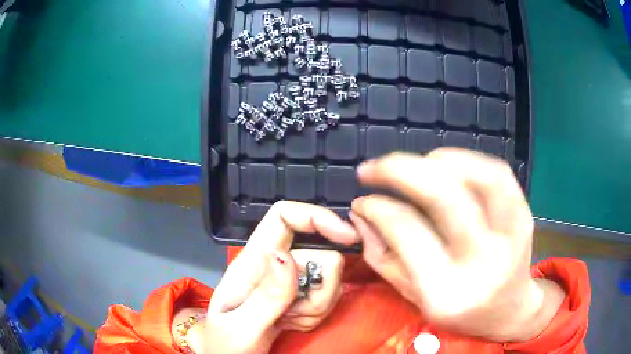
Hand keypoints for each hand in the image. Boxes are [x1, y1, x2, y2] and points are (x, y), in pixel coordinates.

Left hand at [200, 201, 355, 353]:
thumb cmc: (227, 345)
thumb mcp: (242, 326)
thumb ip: (267, 295)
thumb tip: (284, 254)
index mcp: (251, 262)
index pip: (283, 216)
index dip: (317, 217)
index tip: (347, 237)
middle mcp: (273, 264)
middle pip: (319, 251)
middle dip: (321, 287)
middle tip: (295, 314)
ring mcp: (289, 281)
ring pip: (328, 277)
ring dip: (316, 306)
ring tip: (288, 322)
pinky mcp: (300, 297)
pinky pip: (327, 297)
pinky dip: (316, 315)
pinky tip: (293, 325)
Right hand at [350, 148, 565, 341]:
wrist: (507, 311)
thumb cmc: (457, 312)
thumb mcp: (412, 297)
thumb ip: (382, 256)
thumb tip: (361, 213)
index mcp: (446, 291)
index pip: (407, 231)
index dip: (377, 207)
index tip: (361, 199)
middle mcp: (482, 262)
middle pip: (445, 197)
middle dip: (399, 170)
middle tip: (373, 168)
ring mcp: (510, 236)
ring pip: (480, 176)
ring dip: (438, 160)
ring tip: (415, 165)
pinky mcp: (524, 217)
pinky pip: (499, 173)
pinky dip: (468, 160)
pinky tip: (447, 166)